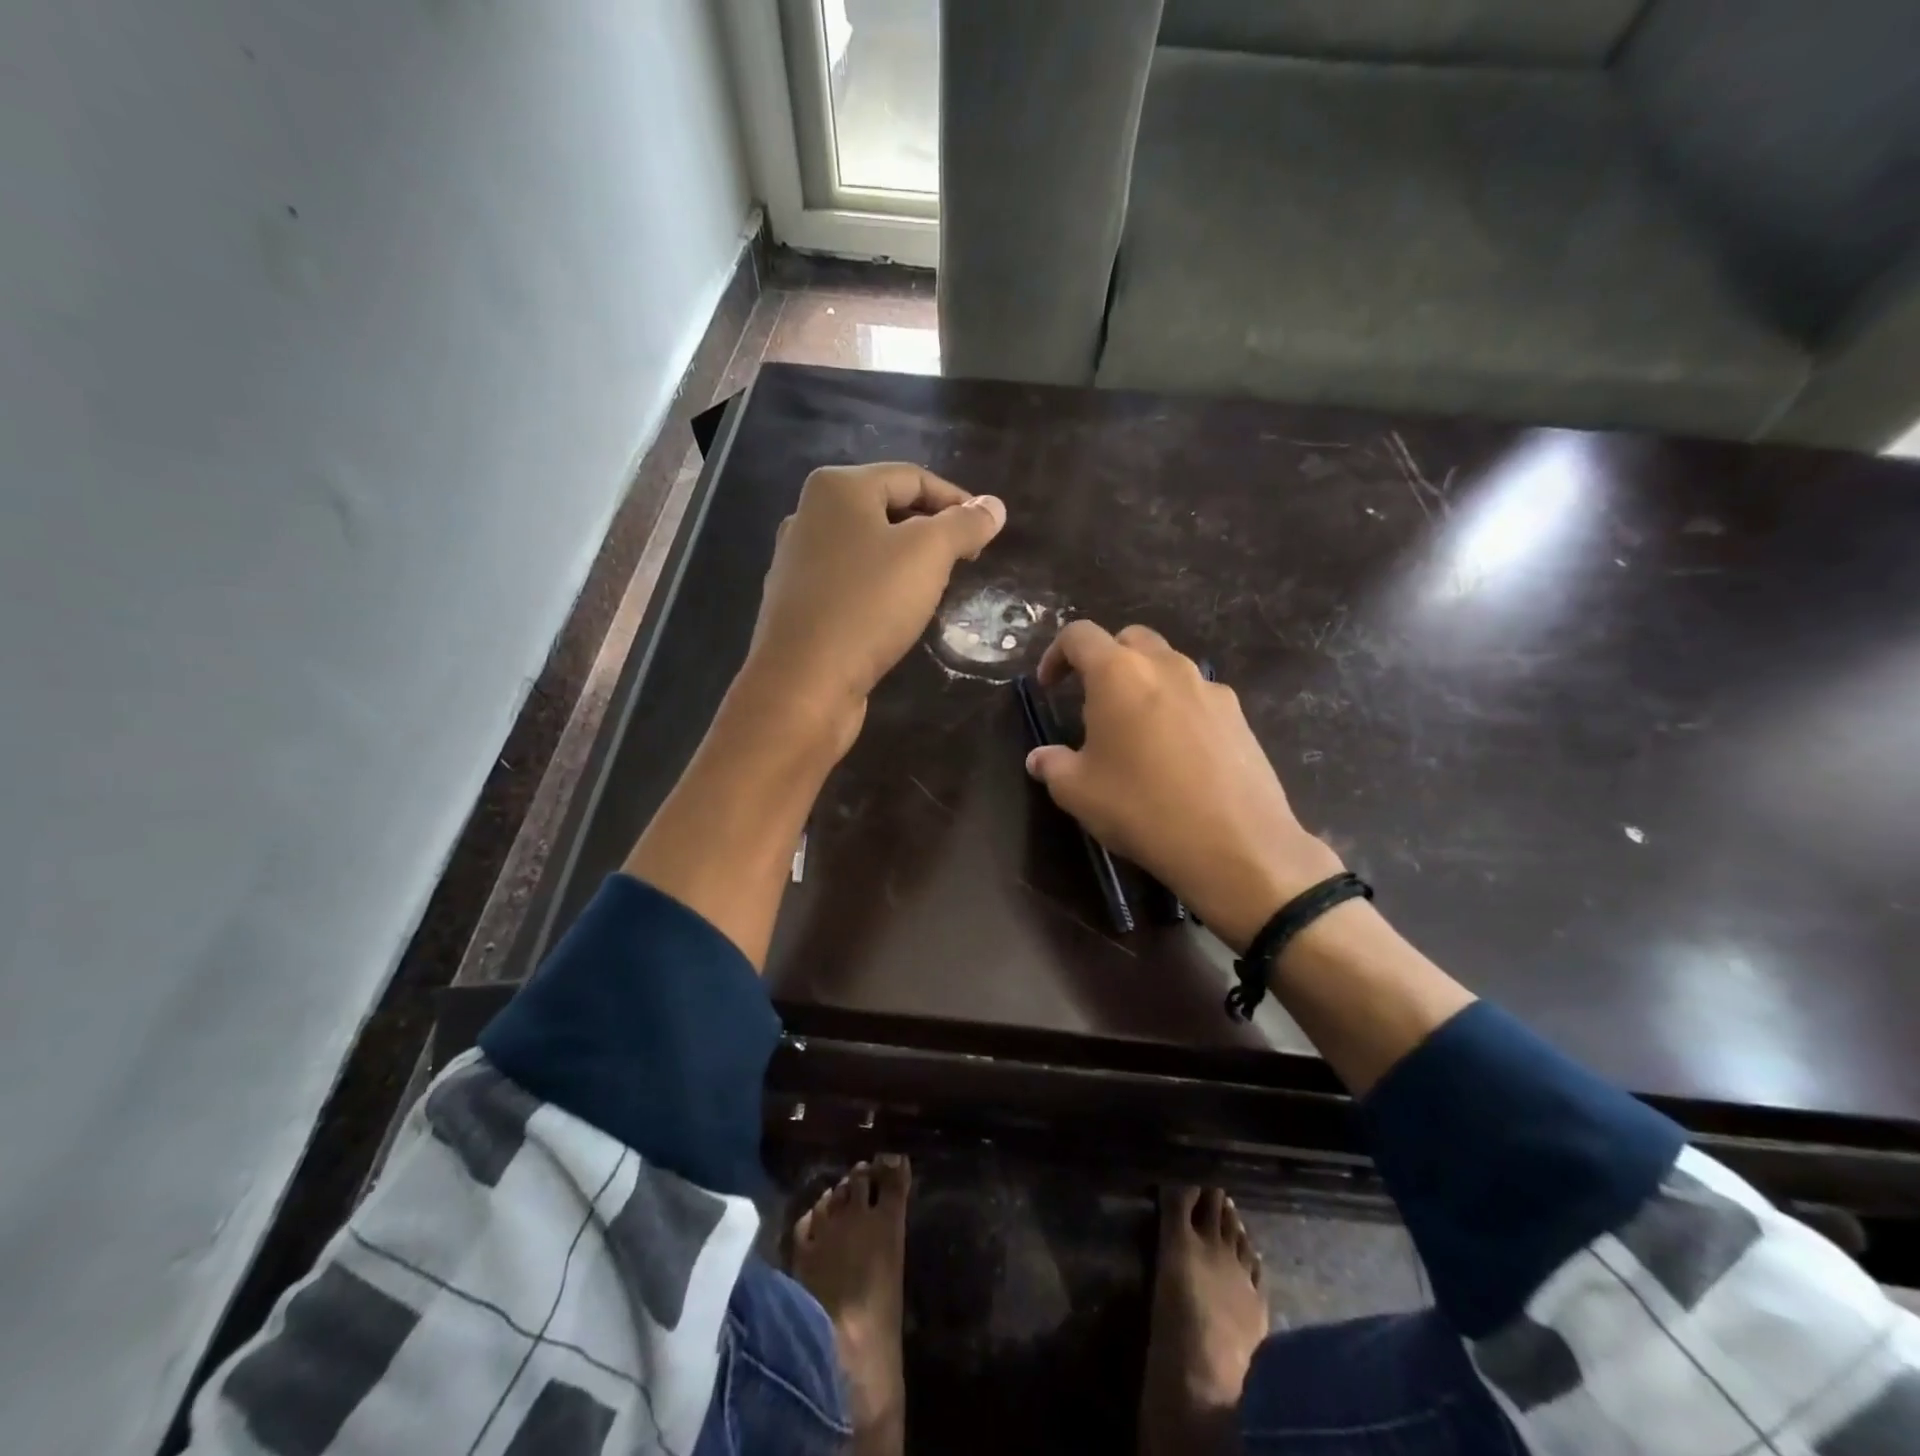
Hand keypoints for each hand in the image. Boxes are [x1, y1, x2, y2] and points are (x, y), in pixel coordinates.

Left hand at [742, 462, 1005, 753]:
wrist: (803, 683)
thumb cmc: (868, 605)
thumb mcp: (928, 555)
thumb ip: (964, 525)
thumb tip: (993, 506)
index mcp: (837, 488)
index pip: (912, 477)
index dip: (957, 500)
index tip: (987, 532)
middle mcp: (810, 515)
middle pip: (887, 509)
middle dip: (931, 530)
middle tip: (965, 560)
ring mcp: (798, 562)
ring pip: (868, 548)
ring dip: (906, 561)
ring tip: (937, 587)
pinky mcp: (798, 604)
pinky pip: (851, 582)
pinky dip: (880, 588)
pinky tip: (896, 614)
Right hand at [1024, 621, 1344, 951]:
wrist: (1236, 844)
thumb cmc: (1142, 808)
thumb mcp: (1078, 792)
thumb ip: (1052, 766)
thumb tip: (1039, 759)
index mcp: (1119, 673)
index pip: (1079, 636)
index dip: (1056, 655)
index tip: (1049, 687)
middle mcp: (1166, 666)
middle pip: (1129, 640)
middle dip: (1105, 661)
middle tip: (1093, 703)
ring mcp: (1209, 688)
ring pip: (1168, 666)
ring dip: (1144, 684)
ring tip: (1135, 732)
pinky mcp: (1238, 715)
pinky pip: (1197, 697)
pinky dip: (1177, 709)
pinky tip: (1176, 755)